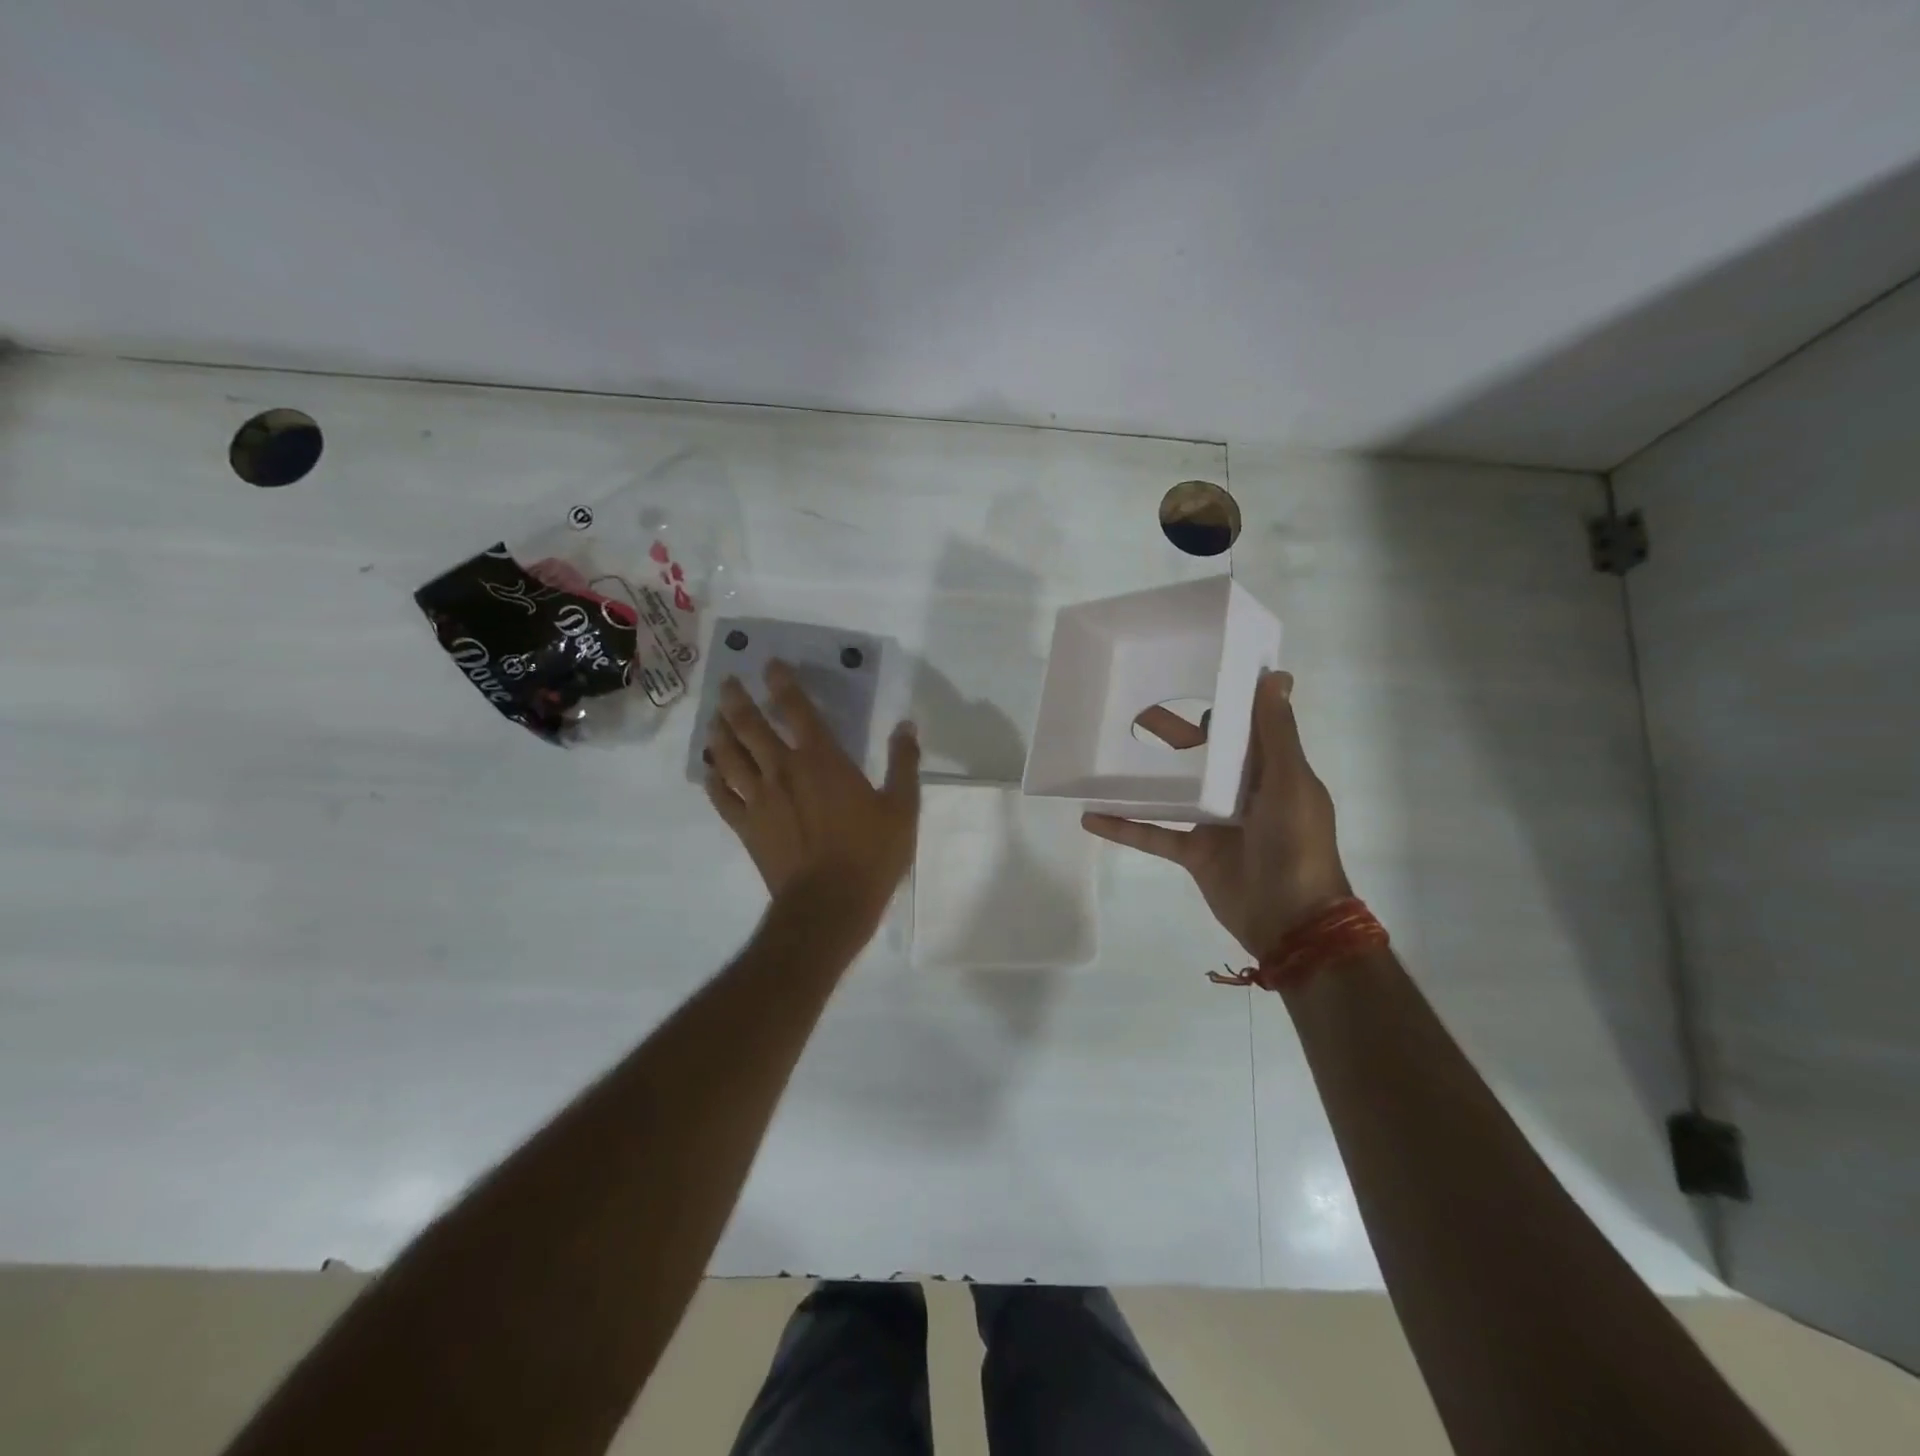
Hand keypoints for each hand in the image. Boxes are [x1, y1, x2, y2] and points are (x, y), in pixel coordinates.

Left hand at [704, 659, 920, 928]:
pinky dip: (712, 780)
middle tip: (727, 683)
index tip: (770, 664)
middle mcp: (783, 770)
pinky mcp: (746, 827)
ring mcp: (759, 799)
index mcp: (822, 759)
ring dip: (719, 733)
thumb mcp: (902, 807)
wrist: (829, 905)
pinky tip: (709, 771)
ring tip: (714, 720)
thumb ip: (904, 763)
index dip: (783, 683)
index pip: (797, 709)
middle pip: (750, 725)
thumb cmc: (870, 854)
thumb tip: (906, 726)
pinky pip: (720, 796)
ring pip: (728, 756)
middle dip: (736, 700)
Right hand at [1083, 671, 1348, 962]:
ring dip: (1142, 775)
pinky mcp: (1193, 852)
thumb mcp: (1290, 782)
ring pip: (1172, 790)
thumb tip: (1277, 675)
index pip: (1240, 726)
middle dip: (1168, 730)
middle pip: (1199, 753)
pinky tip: (1091, 815)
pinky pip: (1154, 834)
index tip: (1185, 670)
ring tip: (1104, 751)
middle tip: (1130, 705)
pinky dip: (1125, 826)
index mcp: (1268, 770)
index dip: (1217, 700)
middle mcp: (1241, 791)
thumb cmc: (1297, 844)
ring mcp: (1213, 823)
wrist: (1292, 920)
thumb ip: (1276, 734)